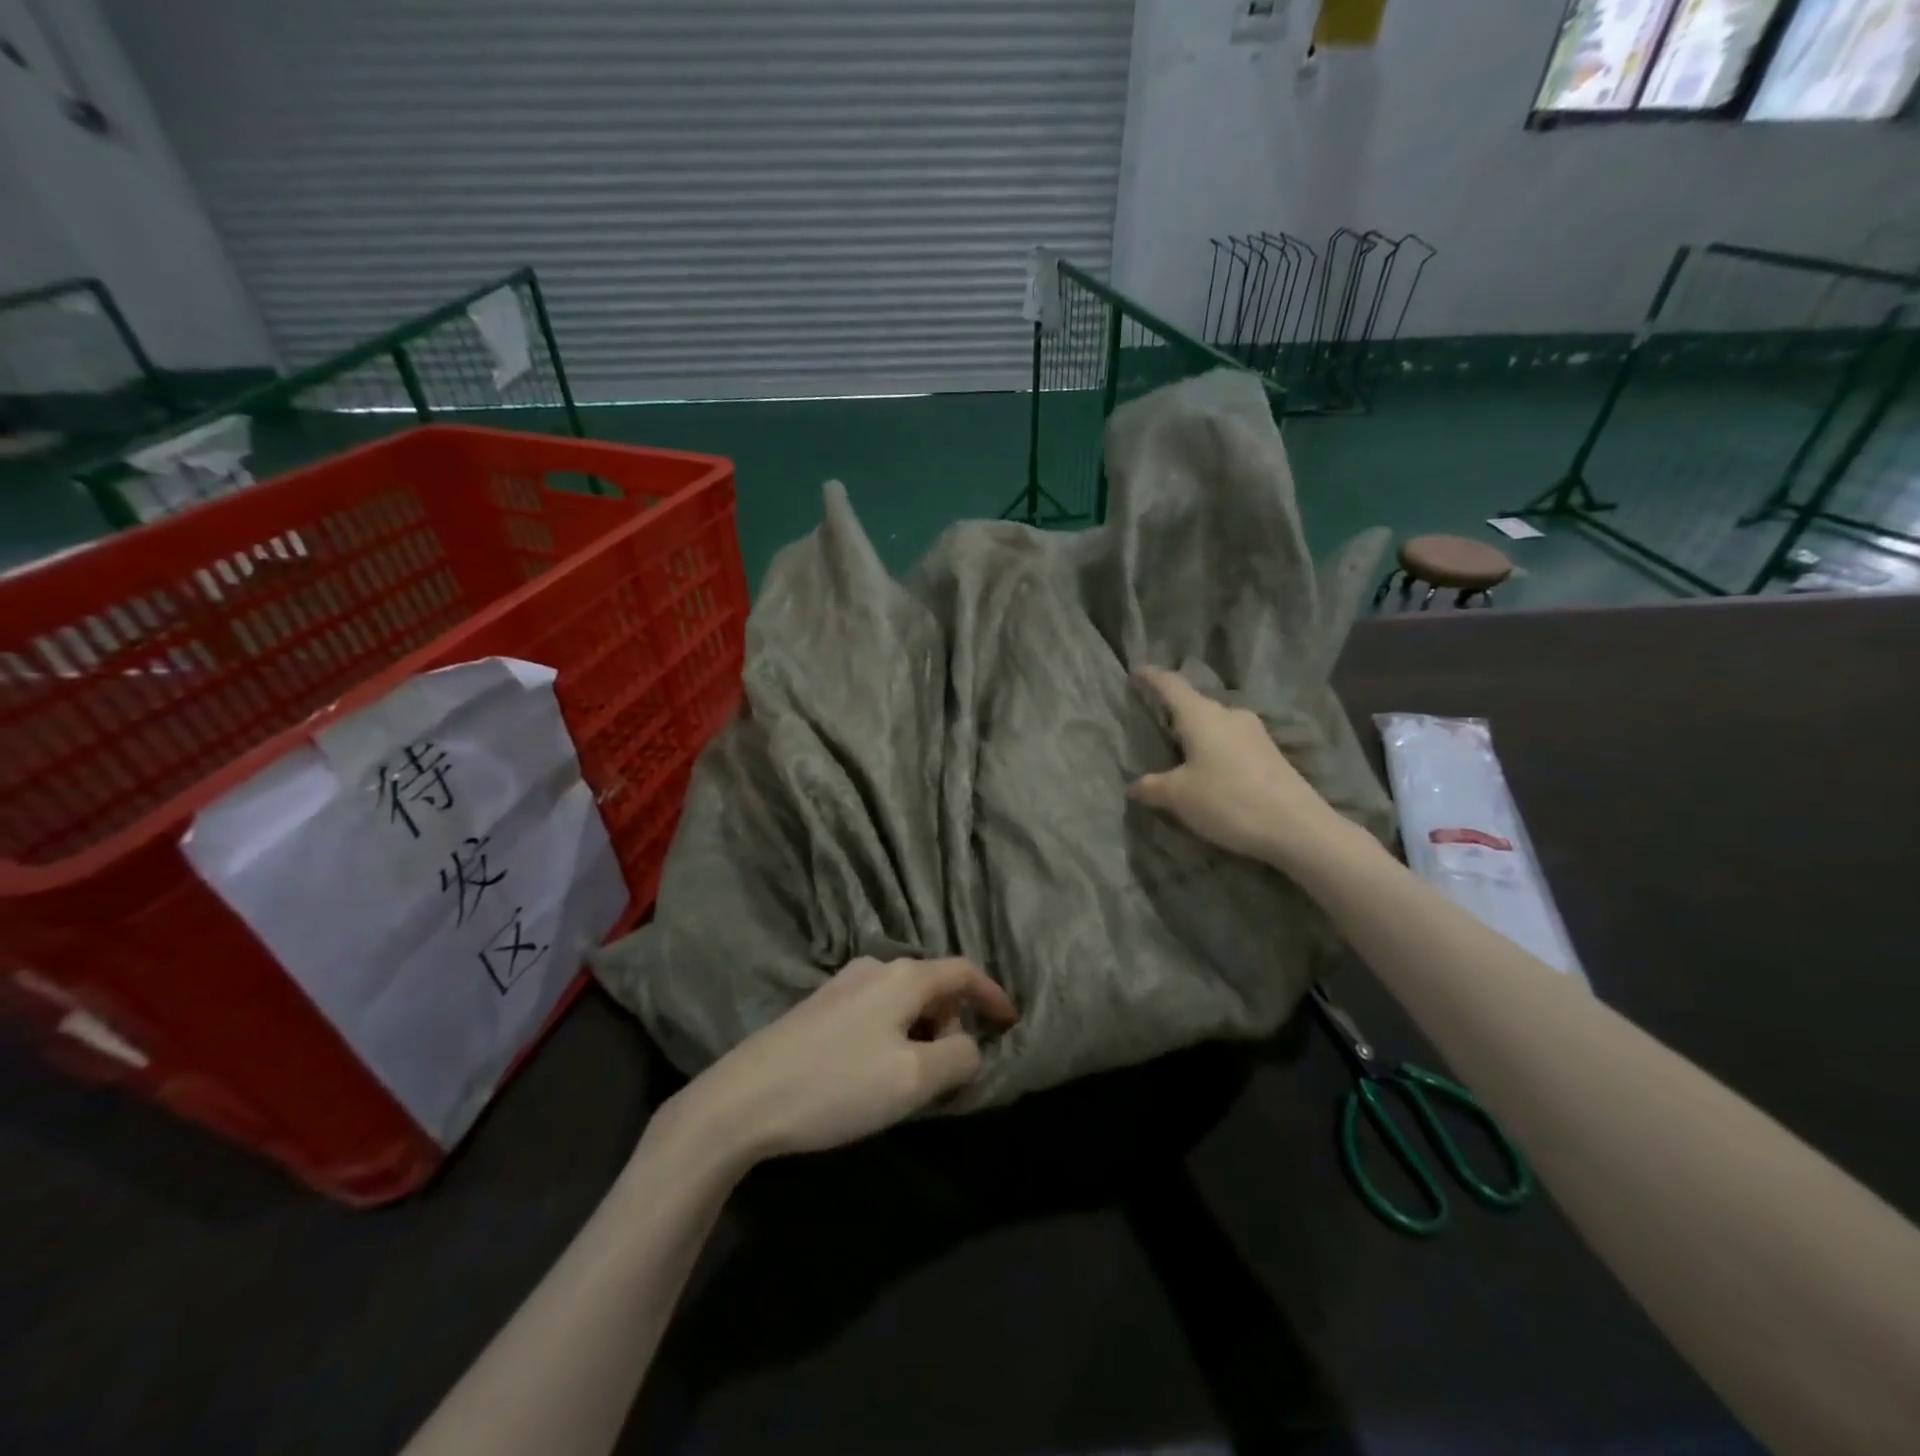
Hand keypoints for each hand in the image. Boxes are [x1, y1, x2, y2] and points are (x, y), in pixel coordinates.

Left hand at [651, 957, 1017, 1171]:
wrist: (743, 1099)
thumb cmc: (837, 1085)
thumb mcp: (913, 1079)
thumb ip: (958, 1058)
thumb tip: (968, 1045)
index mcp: (903, 977)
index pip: (963, 972)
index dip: (992, 995)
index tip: (1011, 1023)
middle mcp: (873, 968)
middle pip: (932, 986)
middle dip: (952, 1024)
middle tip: (949, 1074)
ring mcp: (840, 985)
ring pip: (901, 1001)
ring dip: (920, 1033)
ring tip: (910, 1080)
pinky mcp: (817, 1007)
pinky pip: (874, 1012)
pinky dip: (892, 1035)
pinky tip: (873, 1072)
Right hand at [1129, 665, 1350, 869]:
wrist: (1297, 827)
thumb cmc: (1228, 800)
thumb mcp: (1178, 797)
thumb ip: (1151, 787)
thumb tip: (1133, 785)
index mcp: (1201, 715)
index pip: (1171, 685)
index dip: (1152, 677)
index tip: (1137, 673)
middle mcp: (1229, 715)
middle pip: (1195, 704)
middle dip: (1174, 710)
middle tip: (1154, 722)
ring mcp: (1254, 732)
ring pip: (1215, 724)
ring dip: (1196, 733)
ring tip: (1179, 750)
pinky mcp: (1269, 753)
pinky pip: (1231, 741)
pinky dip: (1214, 748)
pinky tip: (1209, 769)